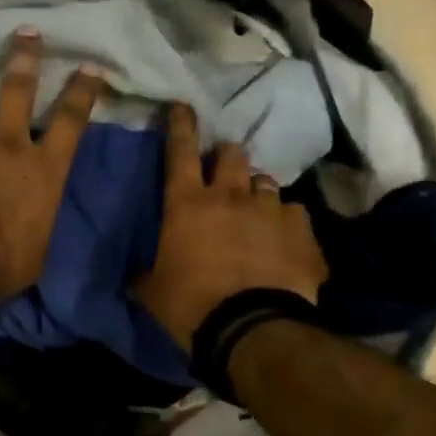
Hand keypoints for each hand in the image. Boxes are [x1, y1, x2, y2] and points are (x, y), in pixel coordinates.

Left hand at [0, 29, 104, 299]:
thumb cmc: (2, 260)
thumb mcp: (37, 249)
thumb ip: (34, 225)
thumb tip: (29, 229)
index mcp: (40, 166)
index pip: (70, 120)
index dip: (82, 91)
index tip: (90, 66)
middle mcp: (1, 143)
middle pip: (16, 89)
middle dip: (23, 59)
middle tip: (24, 34)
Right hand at [135, 103, 328, 349]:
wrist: (251, 329)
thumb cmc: (191, 305)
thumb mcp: (153, 291)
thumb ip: (144, 274)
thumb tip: (133, 275)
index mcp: (187, 203)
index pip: (179, 151)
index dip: (180, 125)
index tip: (181, 106)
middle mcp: (229, 195)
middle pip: (231, 154)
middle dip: (225, 156)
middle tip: (223, 170)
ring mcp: (270, 209)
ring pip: (265, 182)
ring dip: (257, 191)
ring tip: (257, 209)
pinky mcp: (301, 230)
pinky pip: (295, 214)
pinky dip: (287, 222)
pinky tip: (285, 239)